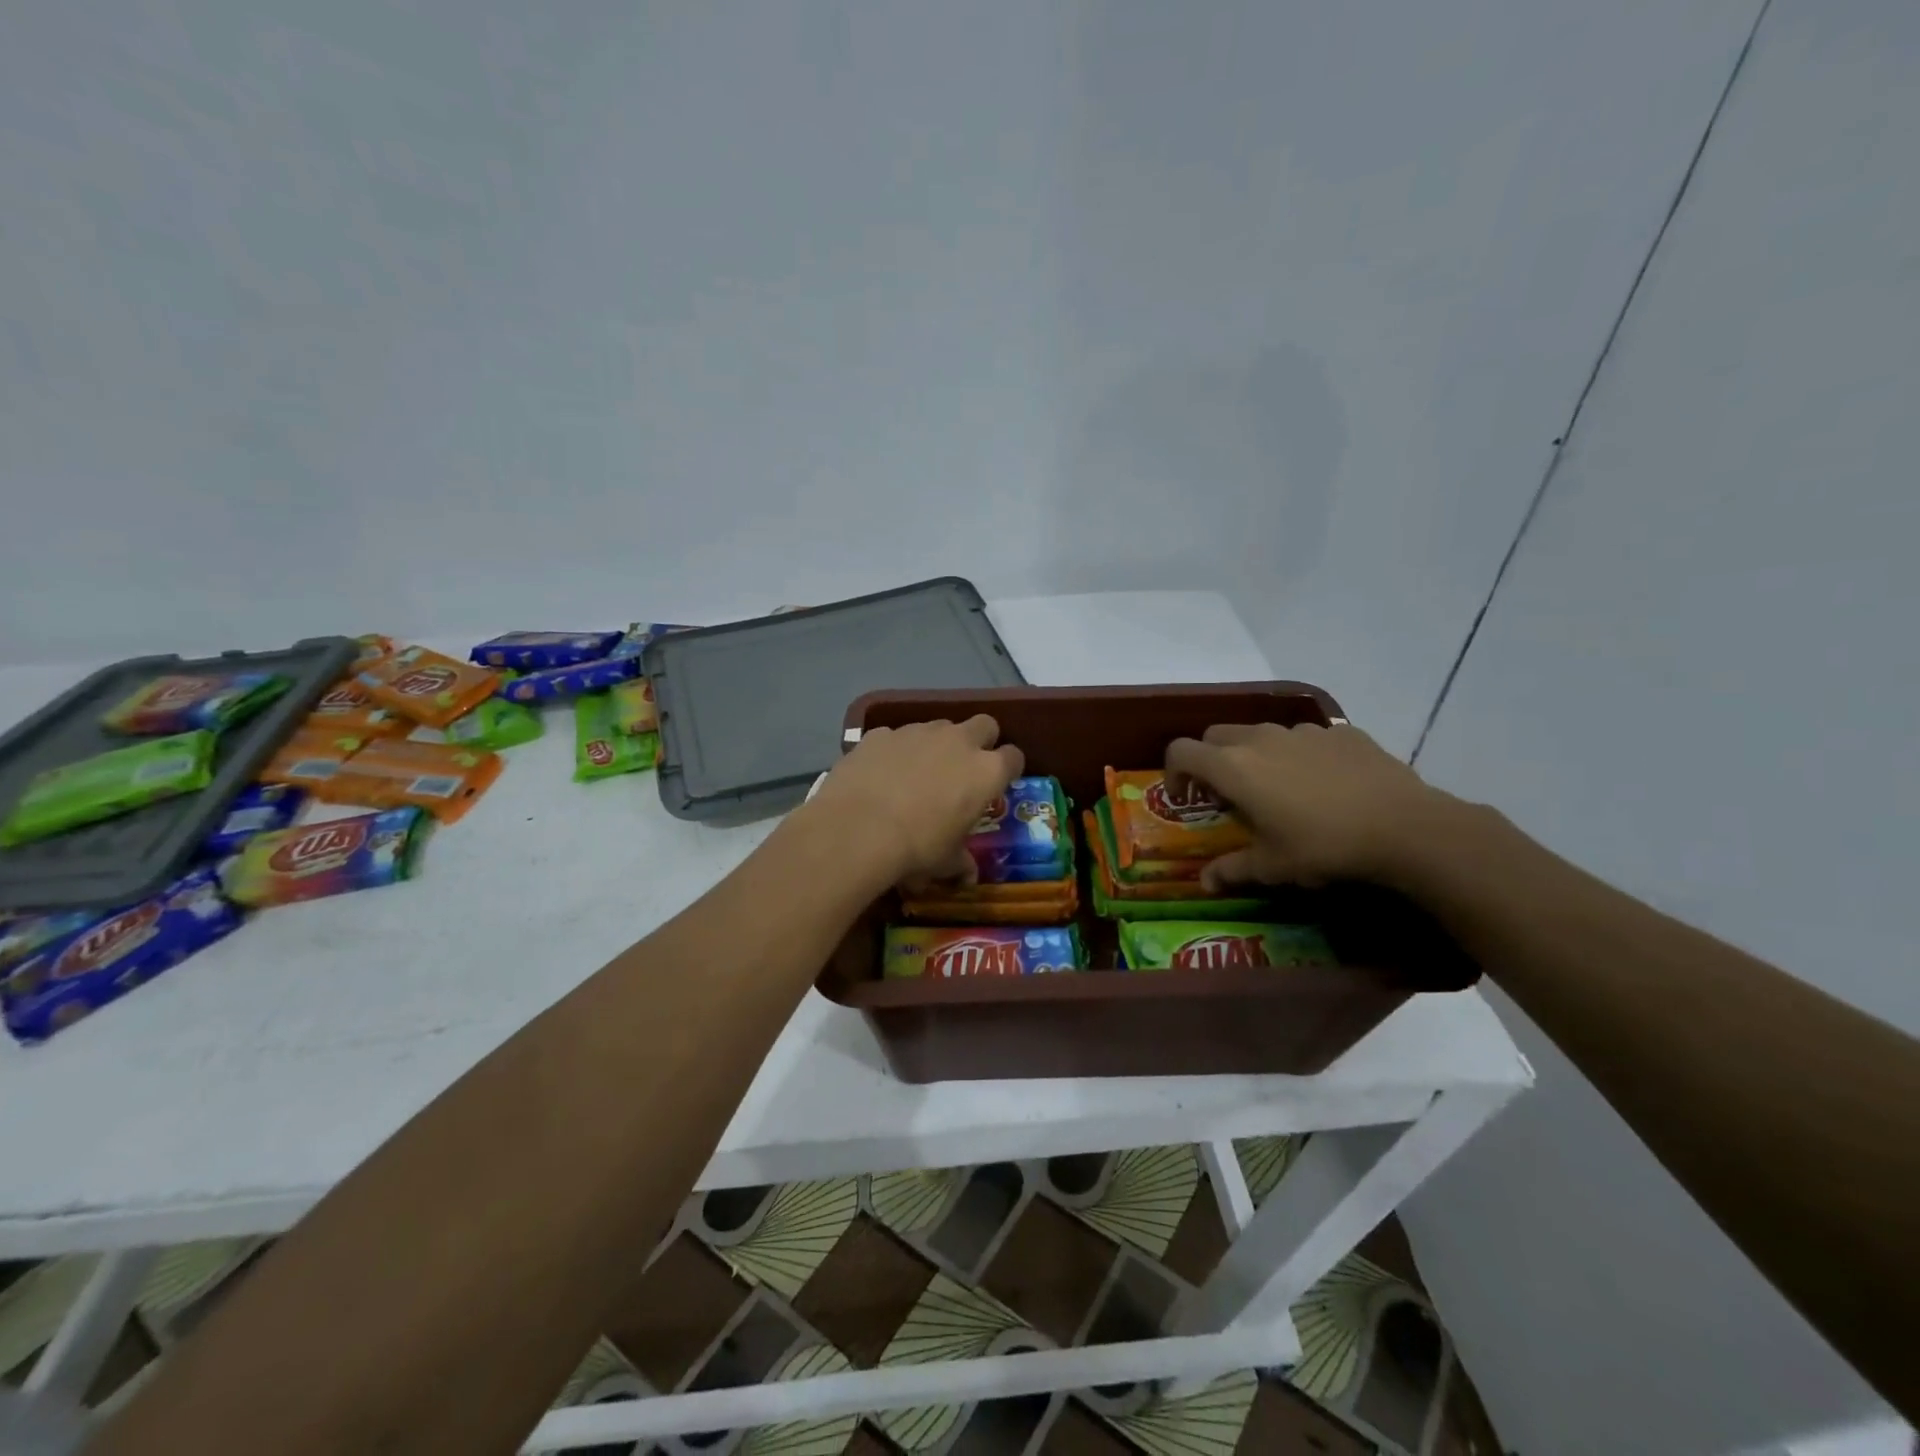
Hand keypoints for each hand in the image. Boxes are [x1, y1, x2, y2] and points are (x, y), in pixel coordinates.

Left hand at [804, 716, 1023, 887]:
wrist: (858, 829)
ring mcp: (918, 731)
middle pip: (984, 725)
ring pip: (938, 727)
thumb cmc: (917, 847)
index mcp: (986, 771)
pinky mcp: (881, 733)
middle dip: (980, 741)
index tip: (998, 783)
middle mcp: (958, 741)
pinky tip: (880, 774)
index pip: (1014, 757)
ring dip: (935, 745)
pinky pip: (895, 737)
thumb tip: (968, 876)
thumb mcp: (945, 862)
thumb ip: (961, 862)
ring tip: (916, 774)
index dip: (1008, 769)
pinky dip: (894, 751)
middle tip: (964, 768)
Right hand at [1165, 722, 1455, 890]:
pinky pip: (1304, 738)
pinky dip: (1298, 755)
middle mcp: (1260, 739)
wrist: (1404, 826)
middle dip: (1209, 759)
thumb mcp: (1273, 866)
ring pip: (1260, 732)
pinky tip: (1322, 784)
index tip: (1183, 797)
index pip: (1181, 751)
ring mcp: (1302, 731)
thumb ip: (1233, 870)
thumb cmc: (1323, 847)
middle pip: (1215, 735)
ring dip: (1253, 755)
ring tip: (1276, 789)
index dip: (1173, 772)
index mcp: (1233, 767)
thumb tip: (1205, 883)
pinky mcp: (1339, 732)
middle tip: (1225, 793)